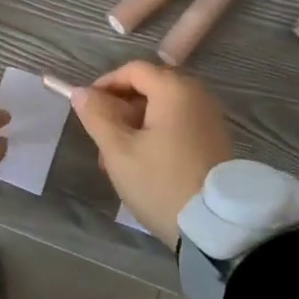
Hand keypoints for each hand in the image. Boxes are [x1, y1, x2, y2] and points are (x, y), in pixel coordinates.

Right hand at [67, 61, 232, 245]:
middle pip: (148, 88)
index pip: (133, 70)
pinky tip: (140, 165)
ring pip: (161, 110)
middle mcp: (197, 96)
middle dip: (119, 110)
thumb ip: (97, 116)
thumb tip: (81, 92)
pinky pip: (177, 125)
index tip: (87, 109)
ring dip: (134, 127)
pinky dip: (155, 136)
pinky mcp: (214, 141)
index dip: (105, 84)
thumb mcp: (119, 150)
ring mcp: (209, 119)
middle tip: (100, 140)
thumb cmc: (161, 182)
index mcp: (175, 90)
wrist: (217, 228)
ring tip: (115, 161)